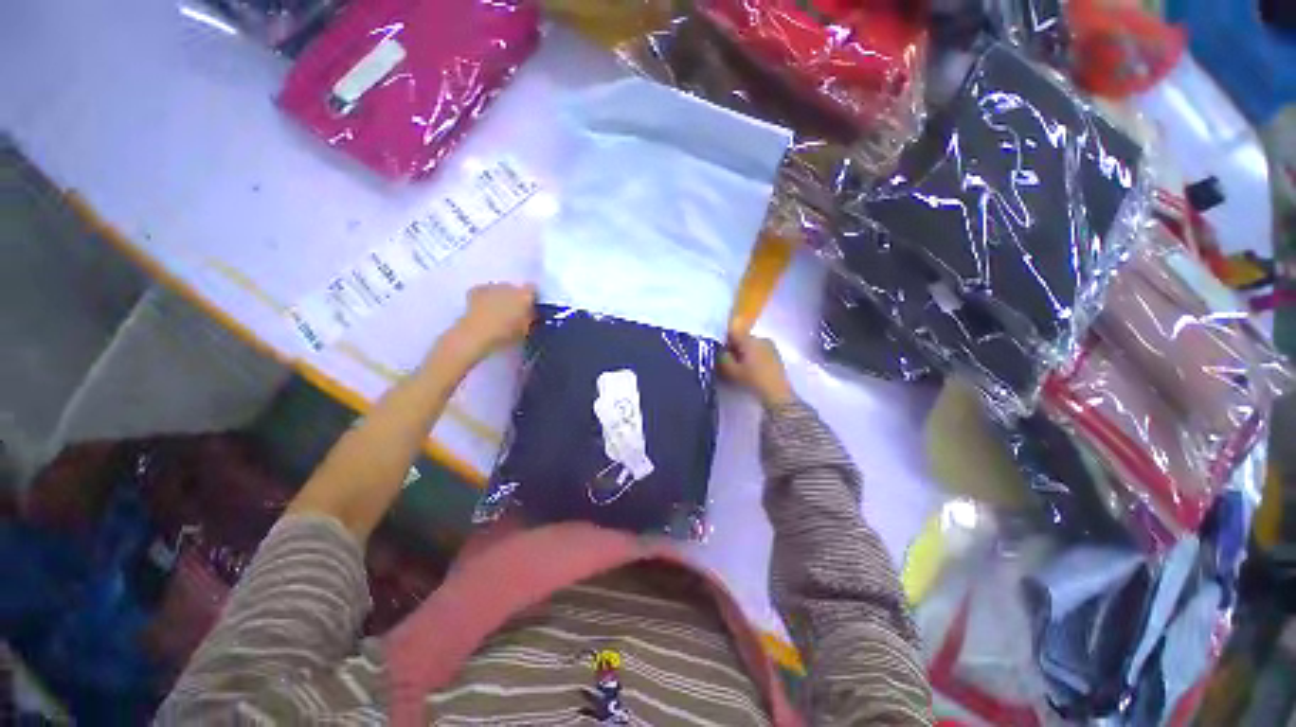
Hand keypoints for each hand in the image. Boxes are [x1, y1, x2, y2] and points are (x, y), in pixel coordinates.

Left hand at [445, 282, 535, 360]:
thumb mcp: (525, 330)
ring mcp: (491, 287)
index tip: (530, 306)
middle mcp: (509, 286)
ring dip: (501, 296)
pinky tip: (484, 308)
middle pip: (516, 288)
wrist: (477, 335)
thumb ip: (530, 318)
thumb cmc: (505, 335)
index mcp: (525, 296)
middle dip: (515, 297)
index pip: (533, 289)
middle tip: (513, 311)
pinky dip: (486, 297)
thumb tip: (530, 313)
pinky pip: (485, 290)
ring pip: (500, 288)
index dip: (532, 297)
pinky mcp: (476, 290)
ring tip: (497, 310)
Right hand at [720, 331, 794, 407]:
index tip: (720, 353)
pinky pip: (760, 351)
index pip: (732, 333)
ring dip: (744, 354)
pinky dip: (753, 358)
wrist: (778, 393)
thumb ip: (722, 358)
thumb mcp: (731, 371)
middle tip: (729, 364)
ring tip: (741, 369)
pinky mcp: (776, 355)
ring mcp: (770, 346)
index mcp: (749, 340)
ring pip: (751, 346)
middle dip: (734, 349)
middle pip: (742, 340)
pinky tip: (752, 370)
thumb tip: (719, 351)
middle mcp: (761, 338)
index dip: (724, 342)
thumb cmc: (753, 380)